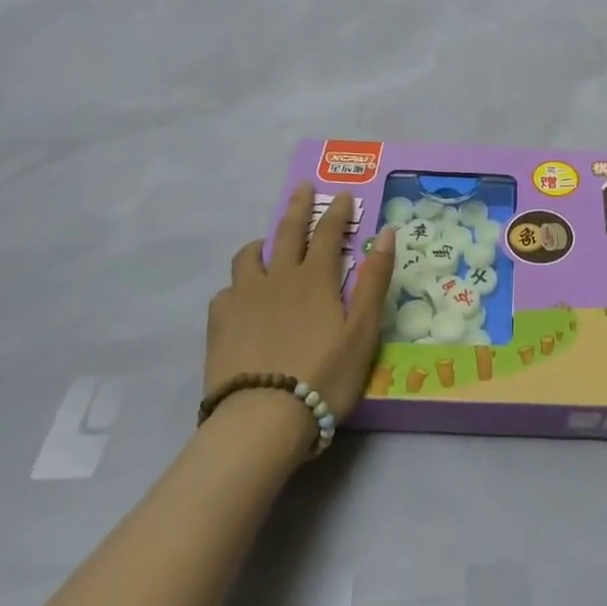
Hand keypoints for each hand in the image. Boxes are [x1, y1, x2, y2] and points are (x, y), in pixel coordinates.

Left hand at [207, 186, 394, 428]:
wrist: (263, 417)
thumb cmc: (324, 374)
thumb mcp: (362, 330)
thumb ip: (374, 280)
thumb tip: (386, 233)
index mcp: (314, 278)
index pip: (328, 232)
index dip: (338, 212)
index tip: (344, 195)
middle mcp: (278, 277)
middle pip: (288, 231)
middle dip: (298, 207)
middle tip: (303, 188)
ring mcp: (244, 298)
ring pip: (249, 256)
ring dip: (262, 244)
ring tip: (266, 246)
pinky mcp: (220, 323)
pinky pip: (226, 291)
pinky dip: (238, 285)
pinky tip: (242, 297)